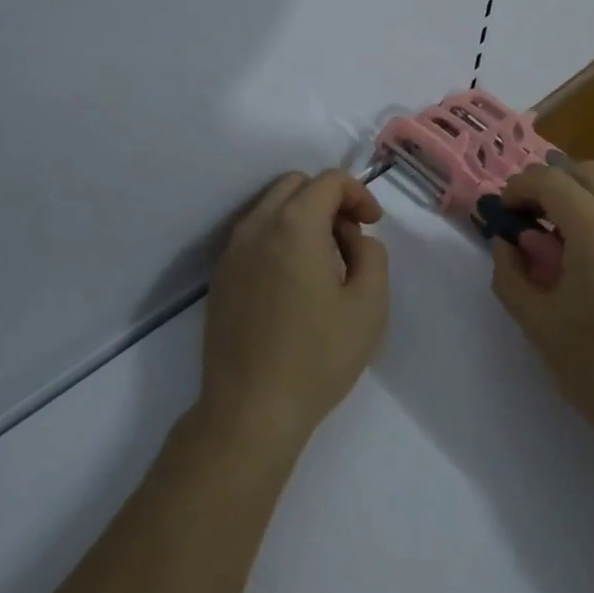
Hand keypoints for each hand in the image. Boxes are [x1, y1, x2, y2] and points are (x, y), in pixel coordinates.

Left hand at [200, 170, 389, 455]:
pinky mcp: (220, 277)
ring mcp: (232, 251)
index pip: (329, 180)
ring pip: (271, 207)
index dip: (358, 194)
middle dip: (328, 199)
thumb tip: (355, 240)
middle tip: (349, 239)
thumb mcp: (370, 304)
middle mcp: (257, 226)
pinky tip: (293, 283)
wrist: (250, 412)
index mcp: (295, 225)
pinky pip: (254, 235)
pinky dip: (279, 238)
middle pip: (296, 184)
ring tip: (324, 263)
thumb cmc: (317, 357)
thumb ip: (372, 254)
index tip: (372, 225)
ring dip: (302, 217)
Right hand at [492, 161, 593, 467]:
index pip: (551, 180)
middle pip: (587, 172)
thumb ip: (511, 274)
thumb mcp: (539, 324)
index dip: (520, 187)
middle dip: (552, 184)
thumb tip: (507, 243)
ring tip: (561, 240)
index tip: (503, 211)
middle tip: (530, 217)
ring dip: (581, 198)